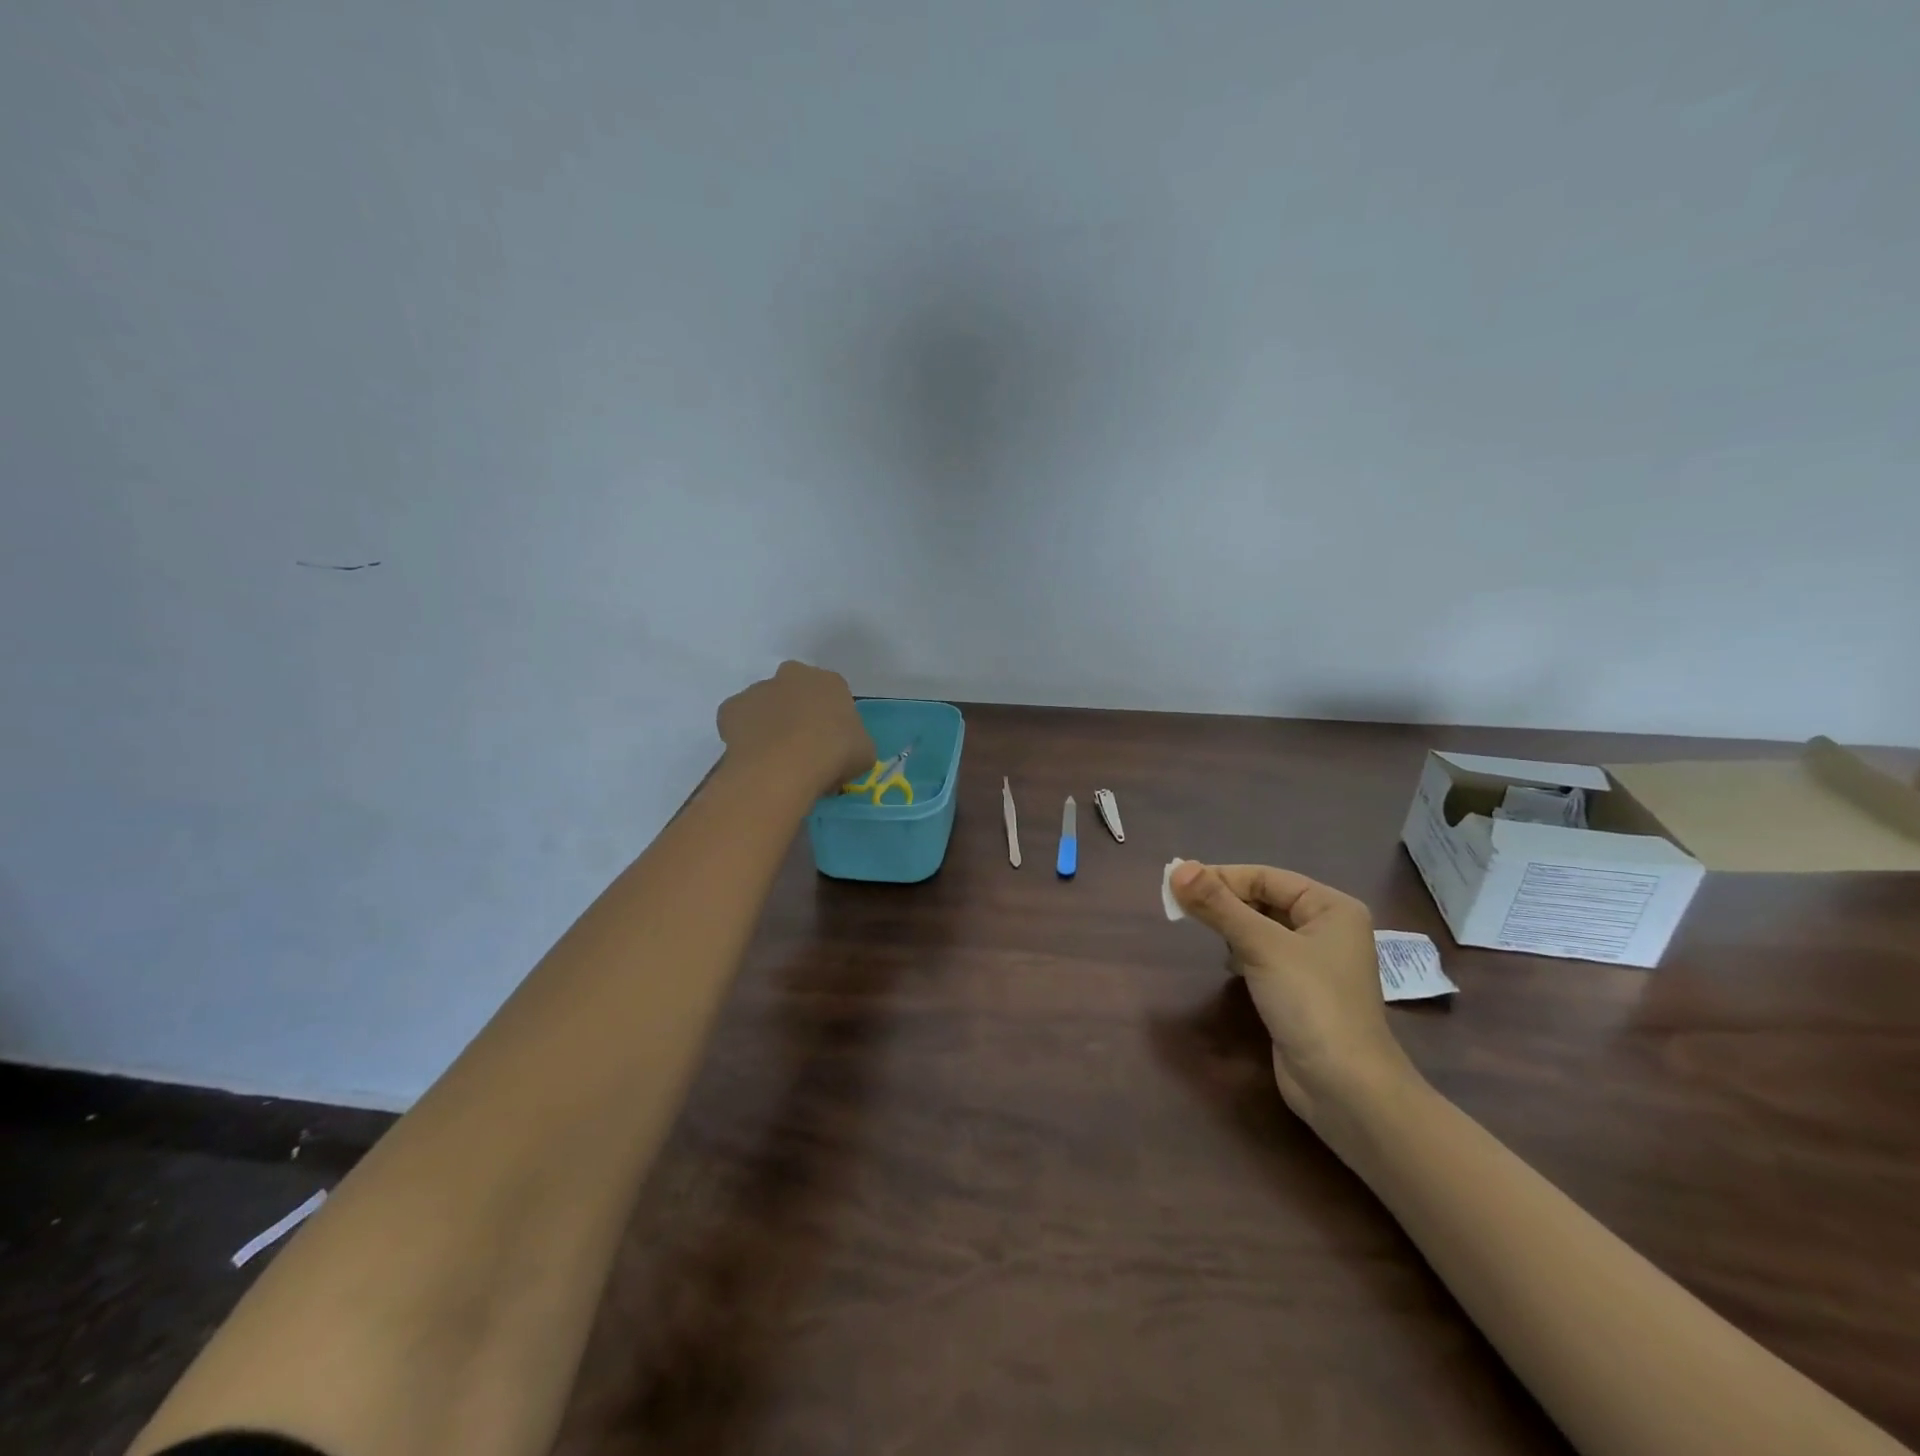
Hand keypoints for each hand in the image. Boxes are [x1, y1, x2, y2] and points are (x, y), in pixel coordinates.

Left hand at [717, 661, 875, 792]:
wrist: (785, 765)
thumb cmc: (834, 754)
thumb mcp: (864, 752)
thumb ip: (854, 742)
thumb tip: (845, 749)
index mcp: (830, 681)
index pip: (833, 695)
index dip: (832, 720)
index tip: (831, 743)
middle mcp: (793, 675)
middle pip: (796, 692)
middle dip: (798, 712)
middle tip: (802, 747)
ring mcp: (758, 689)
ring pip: (765, 705)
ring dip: (770, 723)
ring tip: (775, 758)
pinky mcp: (731, 708)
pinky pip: (739, 721)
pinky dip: (744, 735)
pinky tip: (753, 757)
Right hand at [1170, 862, 1417, 1133]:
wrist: (1346, 1089)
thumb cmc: (1312, 1004)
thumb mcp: (1262, 947)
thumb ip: (1219, 906)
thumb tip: (1177, 868)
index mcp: (1331, 907)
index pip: (1266, 877)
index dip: (1222, 877)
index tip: (1177, 883)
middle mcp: (1327, 929)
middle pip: (1264, 900)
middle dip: (1224, 902)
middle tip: (1180, 905)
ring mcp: (1315, 963)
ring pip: (1262, 928)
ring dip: (1231, 926)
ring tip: (1200, 929)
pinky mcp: (1300, 991)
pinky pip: (1264, 956)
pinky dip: (1241, 952)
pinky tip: (1227, 963)